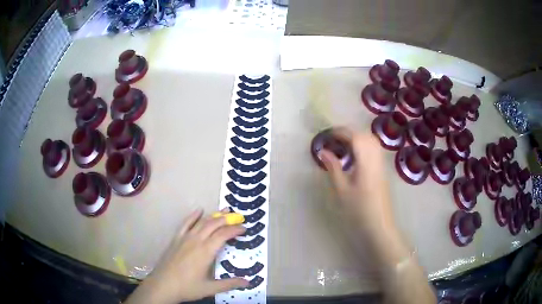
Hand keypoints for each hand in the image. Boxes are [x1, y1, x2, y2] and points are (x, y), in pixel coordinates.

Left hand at [126, 209, 248, 303]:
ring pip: (201, 222)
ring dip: (214, 215)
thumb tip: (248, 283)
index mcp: (206, 251)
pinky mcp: (176, 239)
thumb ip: (230, 284)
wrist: (163, 285)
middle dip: (227, 219)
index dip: (235, 230)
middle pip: (214, 224)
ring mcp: (184, 238)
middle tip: (238, 217)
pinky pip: (185, 223)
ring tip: (225, 210)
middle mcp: (196, 240)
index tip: (244, 229)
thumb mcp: (210, 288)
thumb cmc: (187, 287)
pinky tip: (199, 210)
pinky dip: (193, 216)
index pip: (223, 235)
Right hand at [318, 128, 395, 236]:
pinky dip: (363, 146)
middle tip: (334, 140)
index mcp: (366, 162)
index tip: (328, 135)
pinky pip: (374, 150)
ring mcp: (381, 165)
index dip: (341, 132)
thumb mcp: (342, 190)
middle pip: (365, 136)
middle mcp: (376, 159)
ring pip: (372, 142)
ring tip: (343, 146)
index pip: (356, 137)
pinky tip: (355, 157)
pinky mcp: (382, 171)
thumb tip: (323, 151)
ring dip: (357, 138)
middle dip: (349, 133)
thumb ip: (333, 168)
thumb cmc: (358, 210)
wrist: (378, 226)